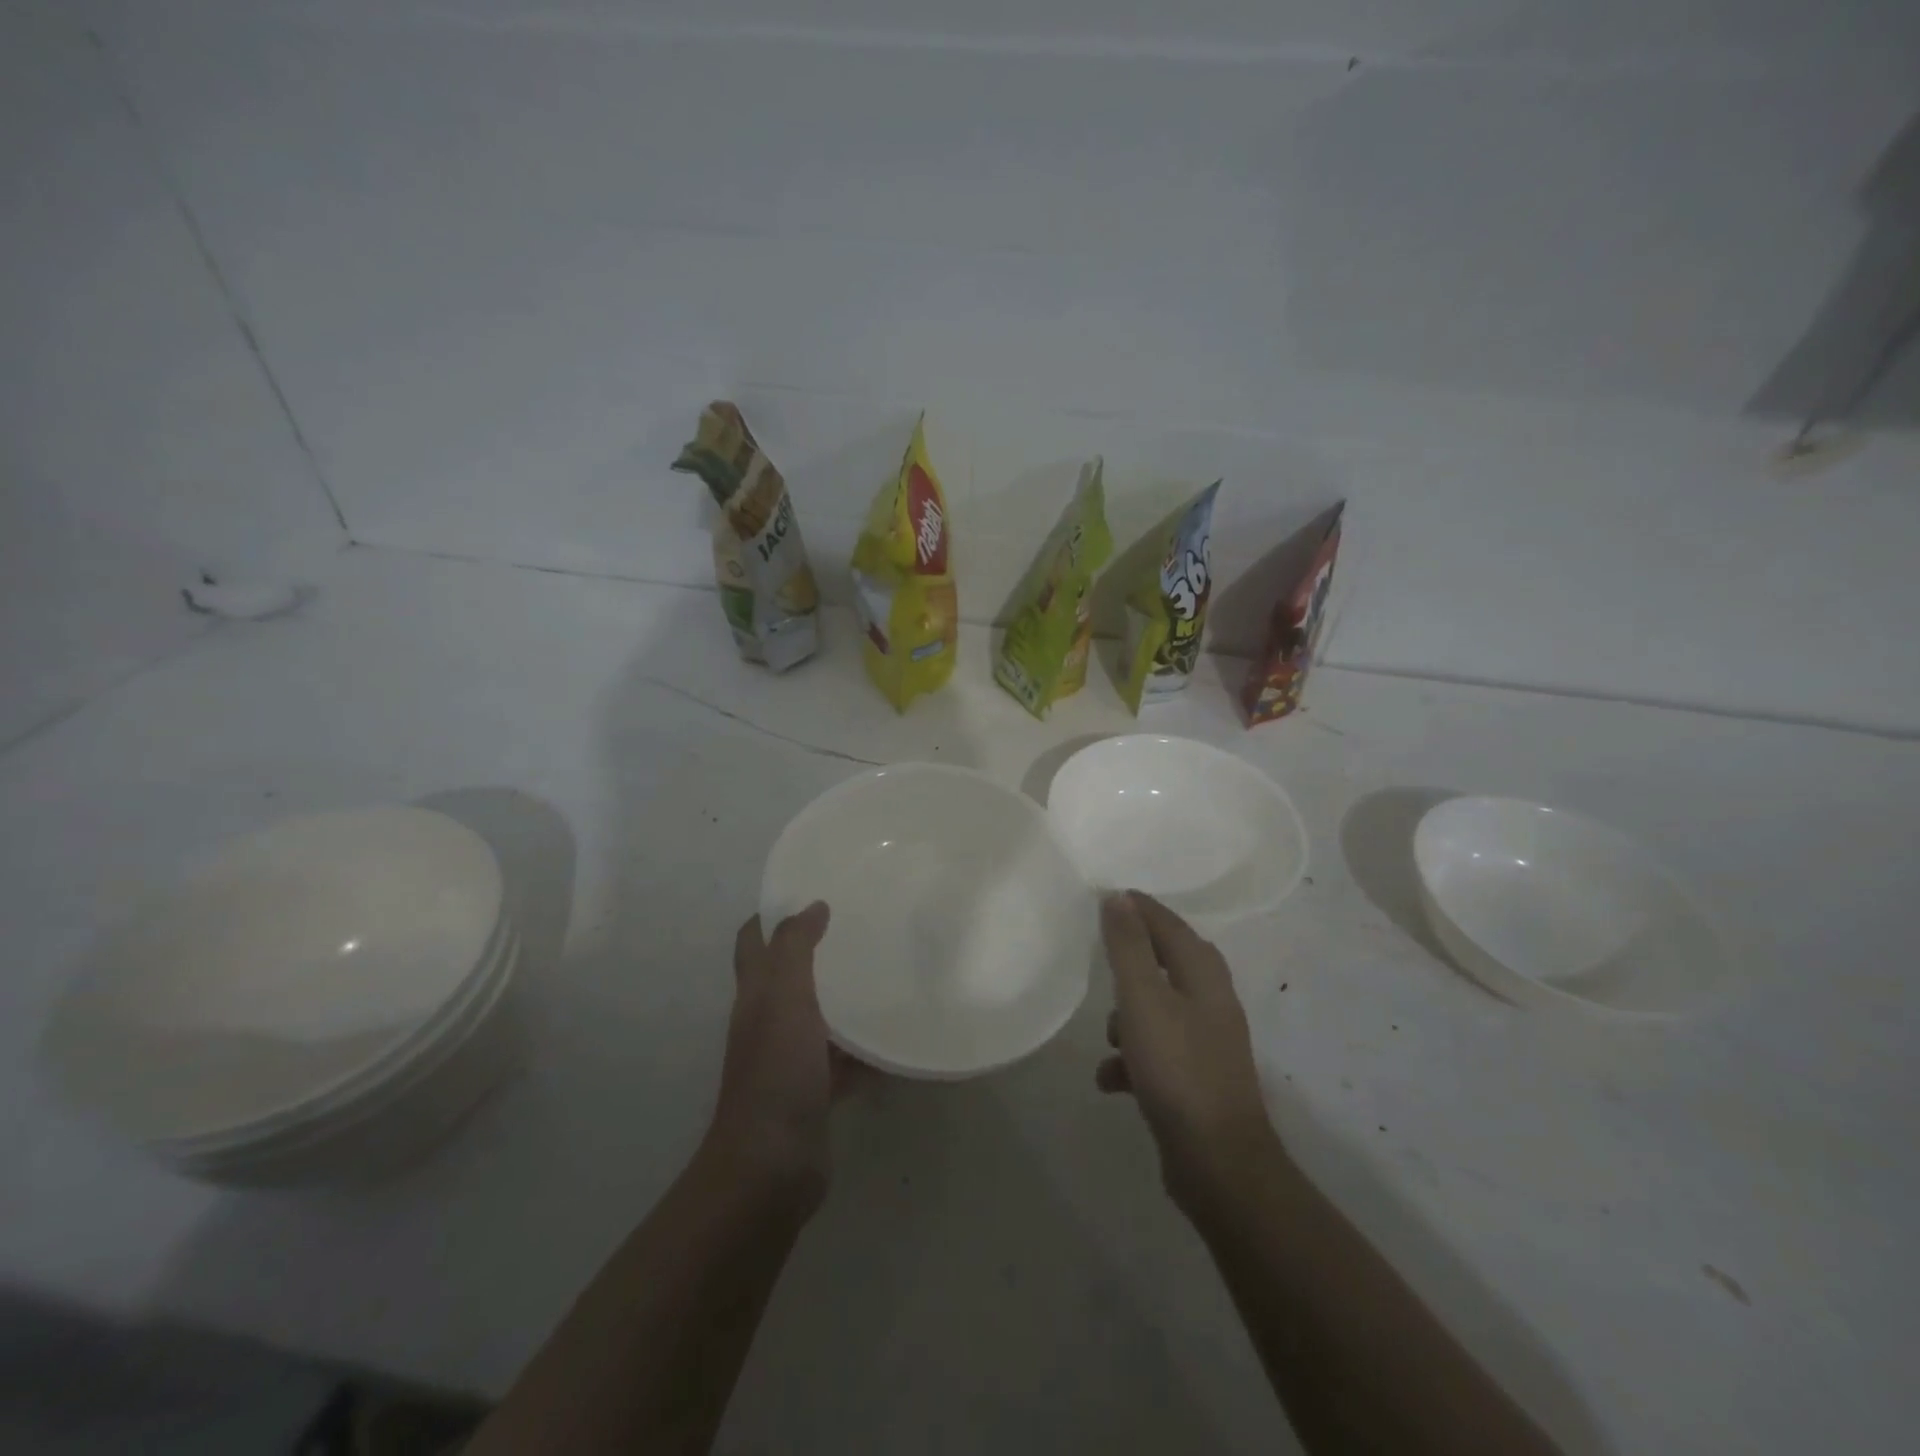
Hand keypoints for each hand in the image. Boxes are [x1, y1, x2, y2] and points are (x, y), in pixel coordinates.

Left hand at [708, 902, 857, 1207]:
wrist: (771, 1166)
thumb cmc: (775, 1072)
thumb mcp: (784, 999)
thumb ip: (796, 949)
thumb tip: (813, 906)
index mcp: (755, 995)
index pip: (753, 941)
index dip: (771, 913)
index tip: (811, 891)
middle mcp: (768, 1021)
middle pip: (788, 975)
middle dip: (815, 949)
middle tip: (859, 925)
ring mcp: (791, 1058)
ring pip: (818, 1015)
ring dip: (842, 996)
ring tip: (884, 971)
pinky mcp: (815, 1090)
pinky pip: (843, 1059)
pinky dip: (864, 1049)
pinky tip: (895, 1035)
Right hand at [1098, 892, 1277, 1211]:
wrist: (1218, 1162)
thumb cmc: (1177, 1068)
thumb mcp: (1143, 999)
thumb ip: (1129, 946)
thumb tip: (1118, 897)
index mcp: (1203, 974)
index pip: (1168, 923)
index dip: (1137, 908)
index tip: (1104, 898)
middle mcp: (1211, 1000)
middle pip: (1165, 963)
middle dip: (1131, 961)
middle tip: (1100, 955)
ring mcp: (1207, 1042)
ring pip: (1158, 1009)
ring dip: (1128, 1017)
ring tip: (1107, 1038)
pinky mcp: (1196, 1078)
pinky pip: (1156, 1052)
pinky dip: (1132, 1059)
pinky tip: (1110, 1080)